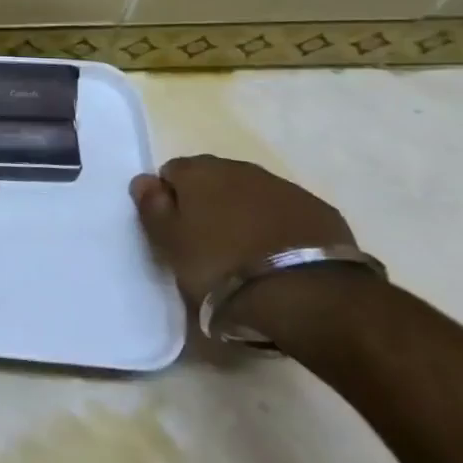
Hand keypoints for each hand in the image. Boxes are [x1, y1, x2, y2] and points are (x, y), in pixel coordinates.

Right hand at [131, 155, 362, 337]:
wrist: (306, 294)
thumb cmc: (220, 267)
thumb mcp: (170, 244)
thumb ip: (151, 207)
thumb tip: (143, 180)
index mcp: (197, 171)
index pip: (171, 173)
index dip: (170, 201)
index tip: (175, 232)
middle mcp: (238, 168)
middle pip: (213, 180)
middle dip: (209, 204)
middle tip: (209, 244)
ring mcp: (283, 187)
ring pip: (251, 194)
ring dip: (245, 215)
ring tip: (247, 255)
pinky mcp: (319, 211)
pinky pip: (286, 213)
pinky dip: (279, 228)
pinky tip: (281, 258)